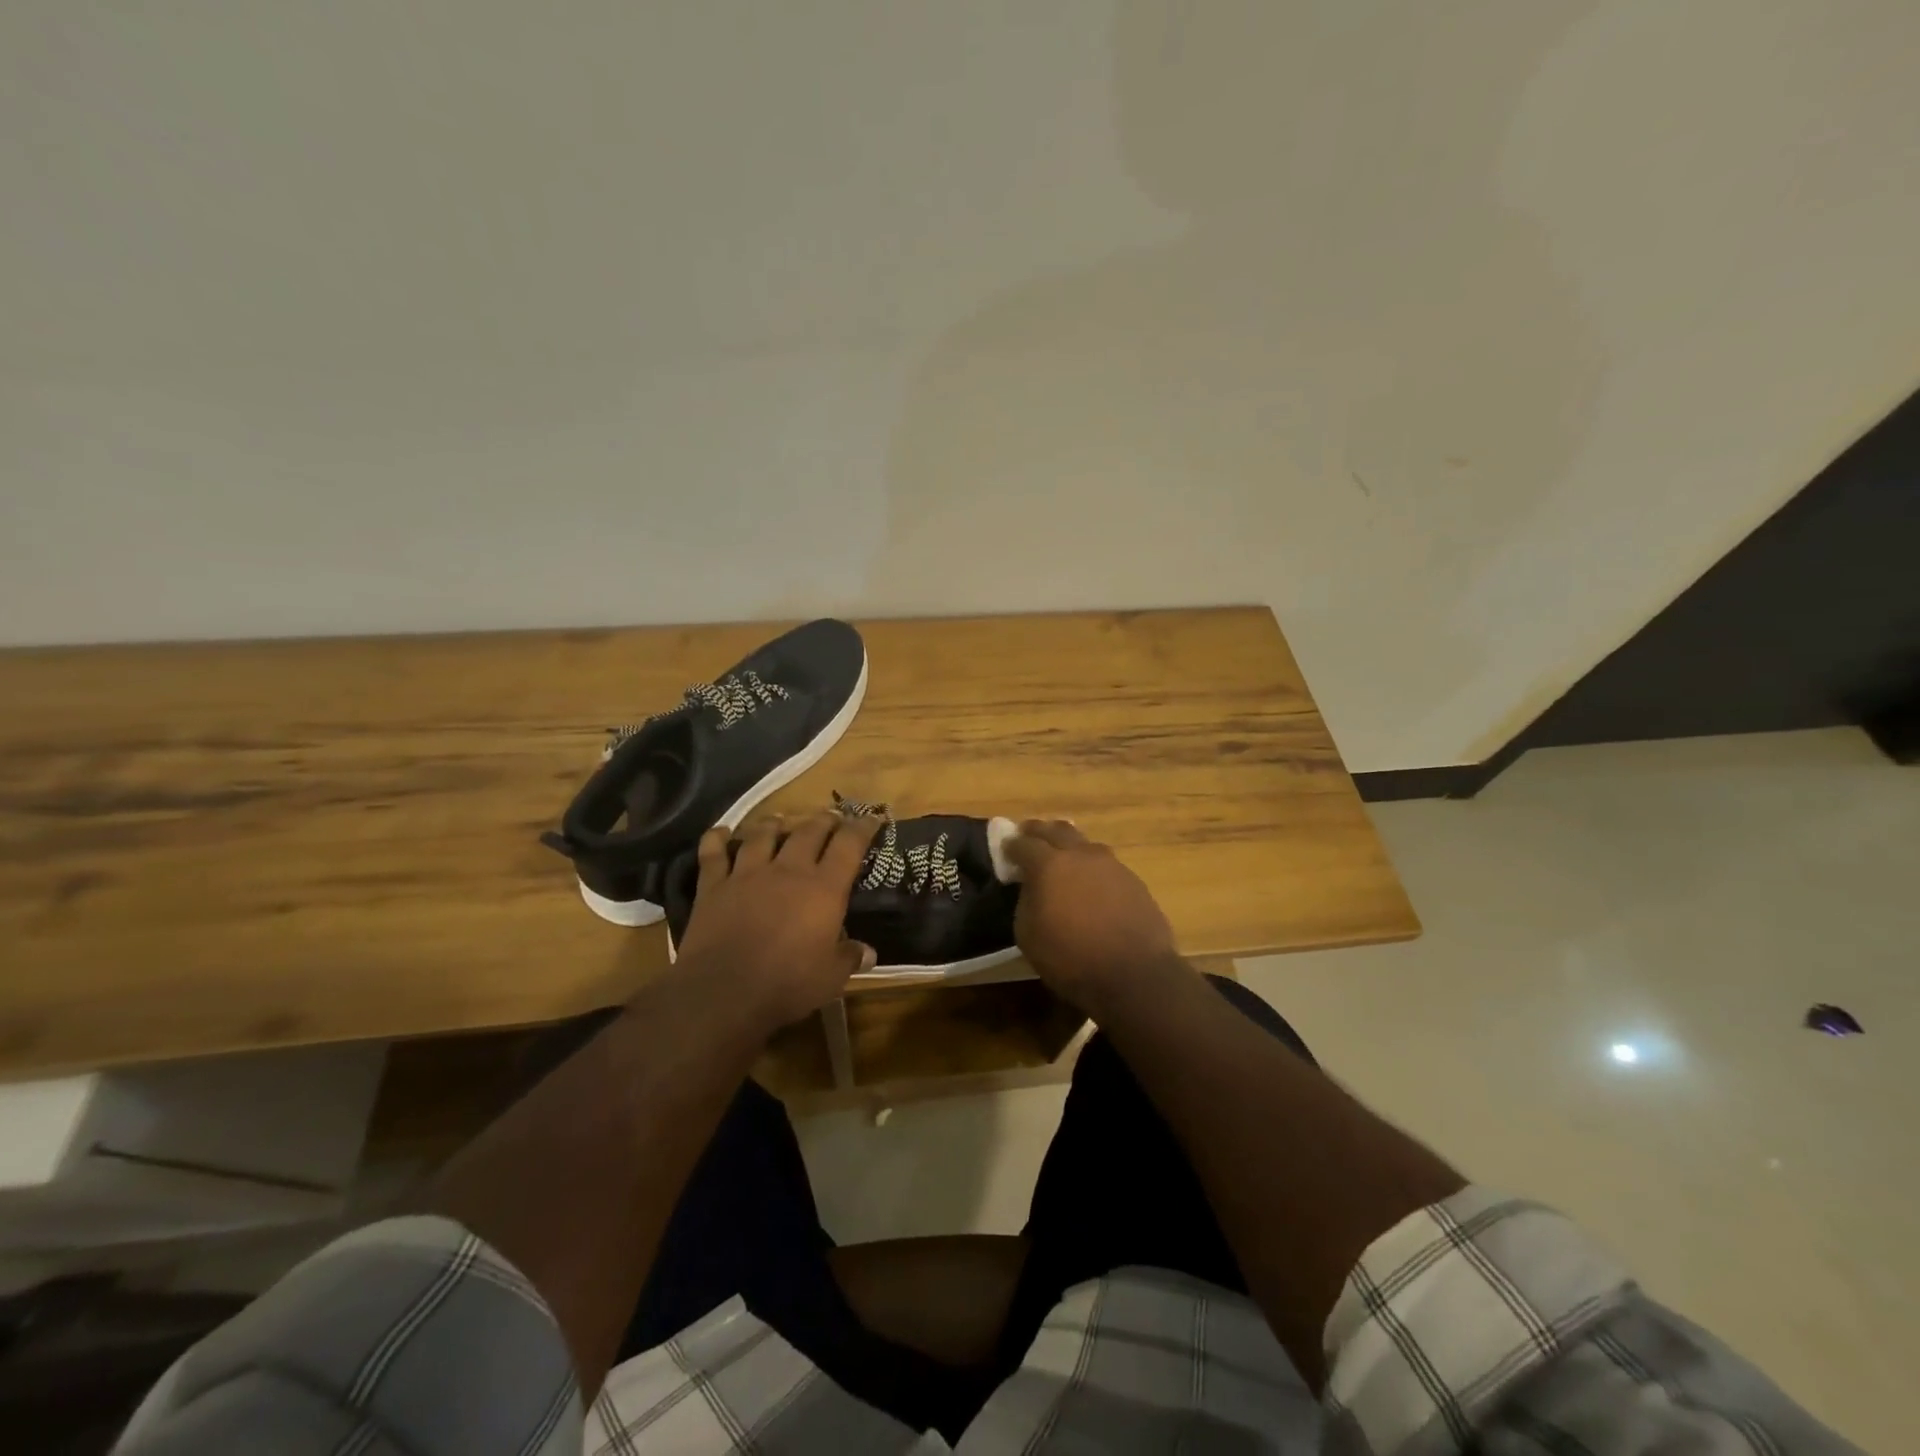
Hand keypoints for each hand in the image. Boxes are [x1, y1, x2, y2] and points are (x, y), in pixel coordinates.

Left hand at [673, 809, 883, 1027]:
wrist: (723, 992)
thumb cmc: (787, 984)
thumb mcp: (831, 977)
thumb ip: (850, 958)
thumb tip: (869, 953)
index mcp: (824, 889)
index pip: (849, 845)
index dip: (862, 827)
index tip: (871, 818)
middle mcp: (788, 870)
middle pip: (809, 831)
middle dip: (824, 820)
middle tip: (831, 816)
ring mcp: (747, 874)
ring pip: (762, 834)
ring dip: (774, 823)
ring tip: (781, 819)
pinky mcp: (714, 886)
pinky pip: (714, 853)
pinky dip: (716, 839)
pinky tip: (721, 832)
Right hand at [1003, 820, 1180, 1006]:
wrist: (1134, 974)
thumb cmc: (1071, 958)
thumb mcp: (1028, 935)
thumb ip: (1025, 902)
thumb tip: (1031, 888)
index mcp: (1049, 865)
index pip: (1023, 843)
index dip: (1011, 844)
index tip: (1005, 847)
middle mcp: (1080, 855)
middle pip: (1057, 830)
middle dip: (1039, 831)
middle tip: (1028, 835)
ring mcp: (1111, 864)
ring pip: (1084, 843)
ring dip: (1069, 845)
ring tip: (1062, 857)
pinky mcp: (1133, 880)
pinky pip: (1105, 864)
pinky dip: (1091, 867)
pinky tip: (1091, 882)